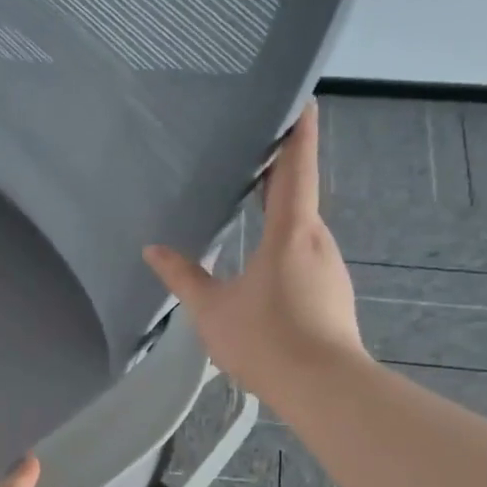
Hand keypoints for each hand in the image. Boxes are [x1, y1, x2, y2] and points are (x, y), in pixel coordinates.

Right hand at [144, 100, 363, 400]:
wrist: (324, 389)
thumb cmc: (266, 340)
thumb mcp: (212, 310)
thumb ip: (184, 277)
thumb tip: (153, 250)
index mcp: (292, 231)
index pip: (296, 167)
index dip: (298, 130)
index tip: (300, 98)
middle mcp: (317, 240)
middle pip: (300, 193)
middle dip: (279, 169)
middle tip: (250, 149)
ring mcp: (329, 269)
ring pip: (303, 227)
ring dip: (281, 210)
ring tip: (250, 200)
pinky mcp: (332, 294)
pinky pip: (306, 254)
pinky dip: (286, 242)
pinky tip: (264, 260)